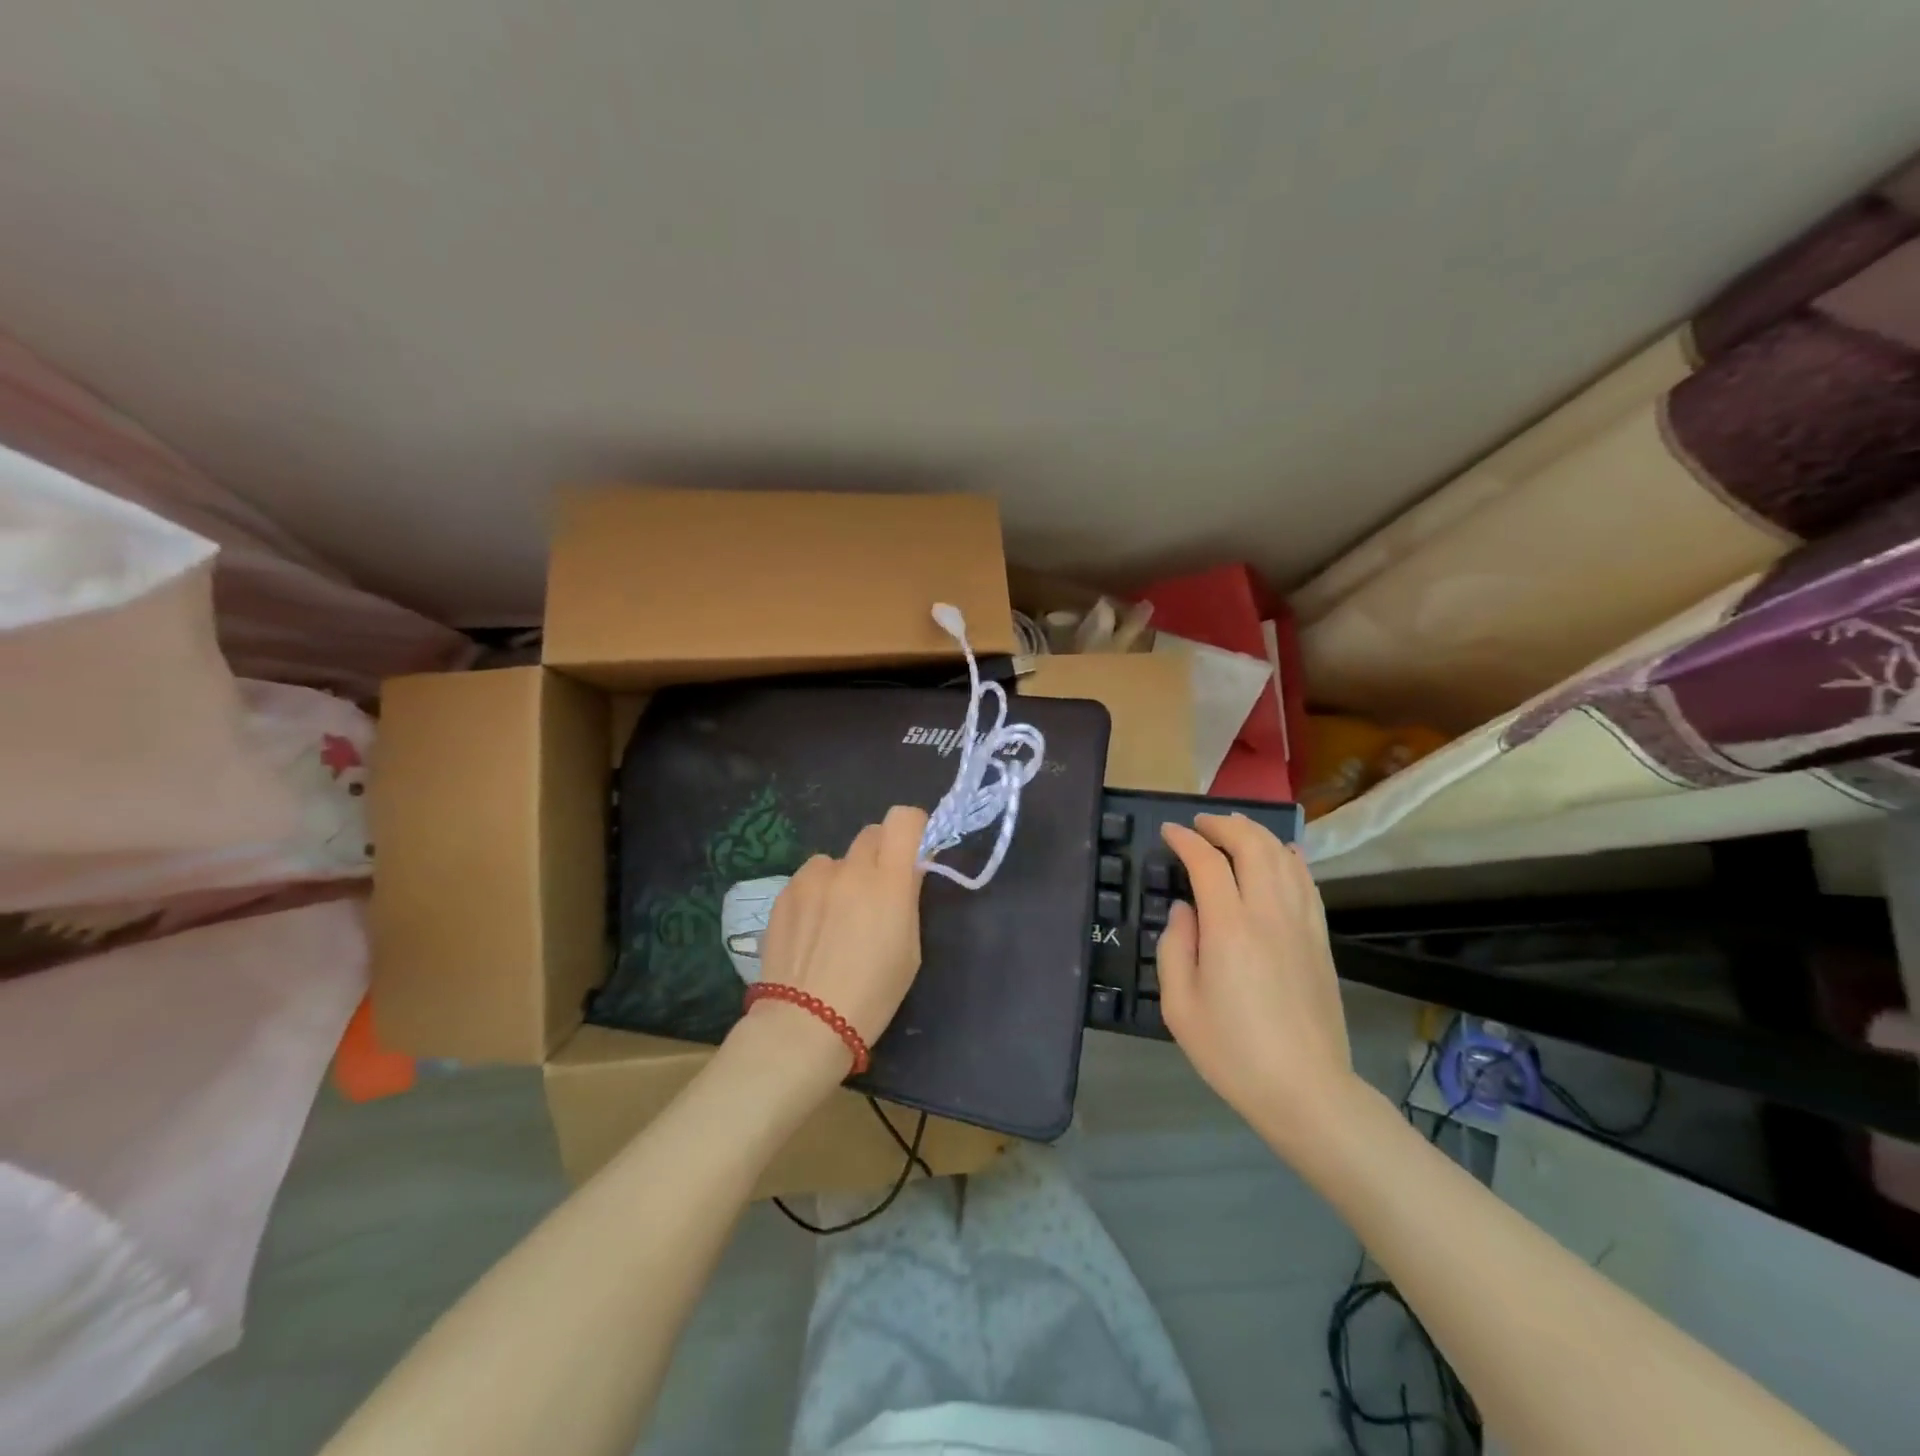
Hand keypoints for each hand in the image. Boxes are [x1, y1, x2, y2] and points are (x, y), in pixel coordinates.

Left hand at [752, 806, 929, 1064]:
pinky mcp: (784, 892)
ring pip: (837, 859)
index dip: (913, 828)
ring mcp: (812, 878)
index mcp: (889, 881)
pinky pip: (809, 879)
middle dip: (880, 854)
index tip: (914, 852)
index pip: (904, 819)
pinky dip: (816, 893)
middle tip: (877, 890)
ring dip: (844, 876)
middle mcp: (851, 869)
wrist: (804, 1024)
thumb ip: (907, 898)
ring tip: (836, 917)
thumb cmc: (873, 994)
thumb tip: (907, 871)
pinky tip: (811, 929)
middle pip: (871, 833)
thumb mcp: (910, 949)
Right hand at [1158, 813, 1361, 1155]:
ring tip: (1235, 829)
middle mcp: (1269, 914)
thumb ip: (1175, 948)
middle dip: (1224, 825)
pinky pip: (1307, 883)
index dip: (1186, 839)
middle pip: (1252, 846)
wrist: (1307, 1091)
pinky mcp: (1320, 939)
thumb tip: (1185, 910)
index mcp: (1229, 928)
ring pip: (1284, 858)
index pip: (1207, 862)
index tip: (1168, 832)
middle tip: (1200, 825)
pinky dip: (1290, 858)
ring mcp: (1301, 924)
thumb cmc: (1233, 1052)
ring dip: (1257, 834)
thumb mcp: (1179, 1006)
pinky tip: (1282, 855)